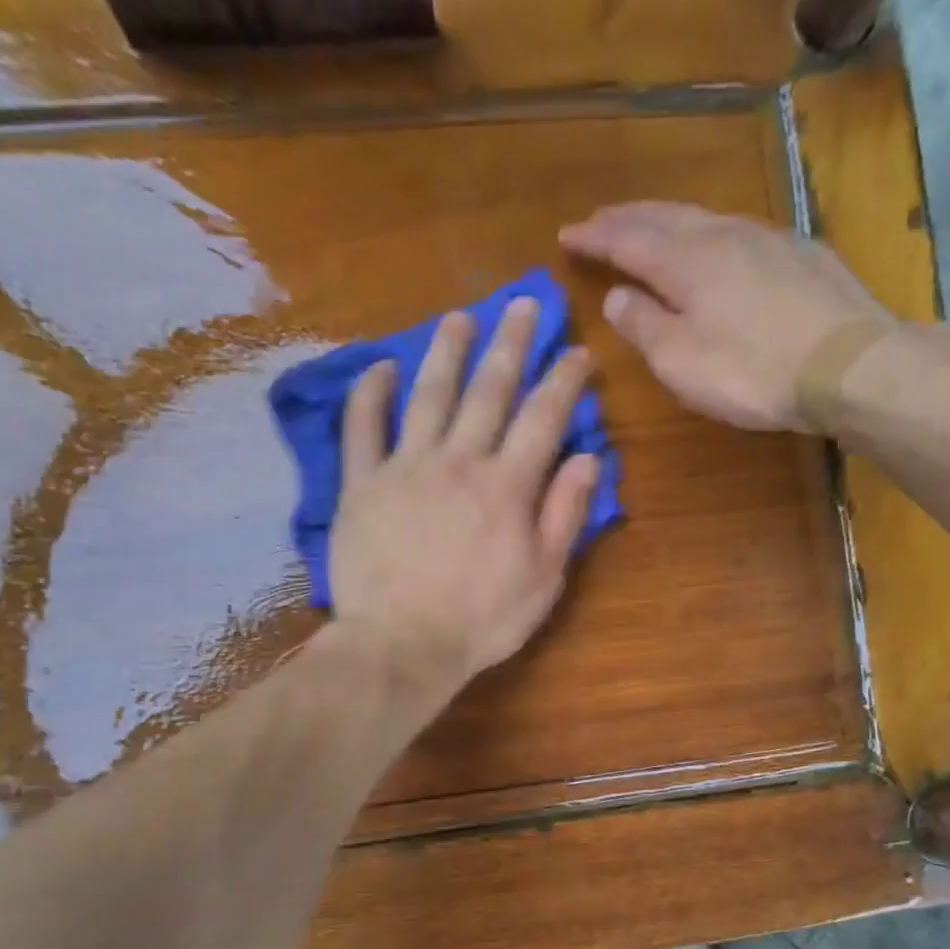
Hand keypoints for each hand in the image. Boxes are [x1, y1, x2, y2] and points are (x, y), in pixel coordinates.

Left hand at [328, 299, 600, 698]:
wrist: (401, 644)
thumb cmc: (481, 620)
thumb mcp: (543, 578)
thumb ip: (565, 515)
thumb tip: (588, 458)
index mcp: (507, 485)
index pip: (543, 417)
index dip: (564, 379)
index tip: (578, 350)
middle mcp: (459, 461)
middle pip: (488, 391)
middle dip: (511, 344)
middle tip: (523, 304)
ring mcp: (405, 468)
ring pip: (428, 395)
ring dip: (446, 352)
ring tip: (459, 317)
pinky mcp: (361, 485)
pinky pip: (362, 428)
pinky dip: (369, 394)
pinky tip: (379, 367)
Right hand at [560, 202, 899, 433]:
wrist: (848, 363)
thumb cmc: (752, 370)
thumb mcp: (682, 361)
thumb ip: (644, 326)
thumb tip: (616, 296)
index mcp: (686, 261)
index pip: (627, 239)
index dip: (595, 237)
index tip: (566, 234)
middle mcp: (722, 235)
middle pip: (664, 216)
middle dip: (626, 218)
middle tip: (599, 220)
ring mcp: (766, 238)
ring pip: (703, 217)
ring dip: (667, 220)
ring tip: (648, 226)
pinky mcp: (798, 253)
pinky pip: (736, 231)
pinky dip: (707, 233)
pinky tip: (712, 245)